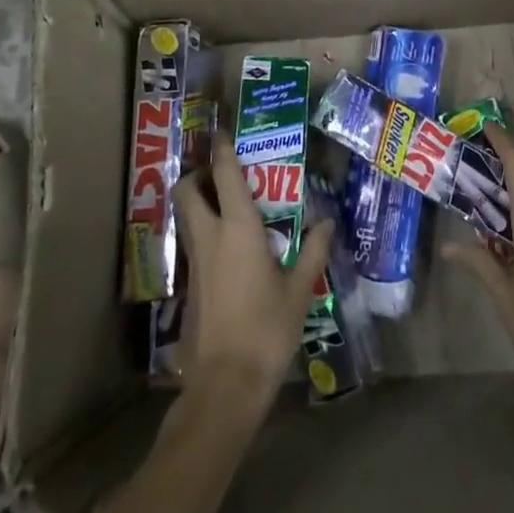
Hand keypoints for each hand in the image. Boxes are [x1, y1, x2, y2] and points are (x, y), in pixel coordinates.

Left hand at [173, 137, 332, 402]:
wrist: (224, 383)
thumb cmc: (266, 329)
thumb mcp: (298, 290)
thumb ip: (312, 252)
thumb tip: (326, 223)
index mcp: (238, 229)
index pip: (224, 176)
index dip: (223, 149)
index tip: (223, 129)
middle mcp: (209, 237)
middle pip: (187, 191)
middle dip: (198, 174)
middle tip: (222, 173)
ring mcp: (194, 262)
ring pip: (186, 216)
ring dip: (198, 201)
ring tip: (227, 204)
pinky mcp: (189, 285)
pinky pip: (193, 243)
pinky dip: (203, 231)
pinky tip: (229, 247)